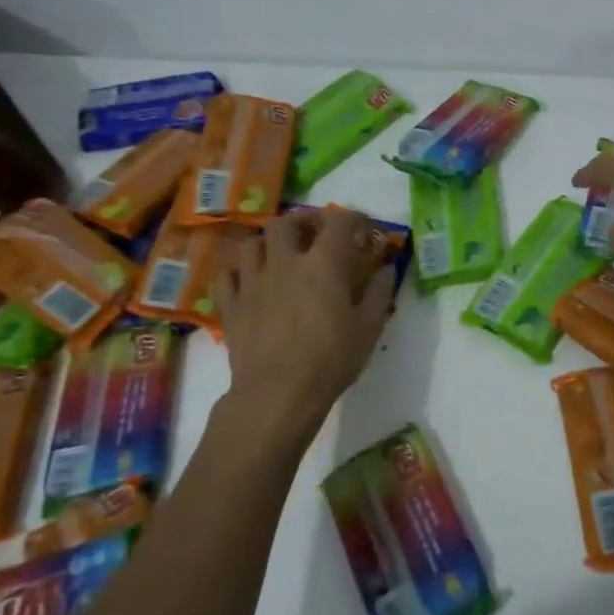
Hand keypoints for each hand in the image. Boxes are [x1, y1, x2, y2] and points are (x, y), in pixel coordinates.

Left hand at [210, 210, 396, 445]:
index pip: (339, 222)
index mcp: (323, 264)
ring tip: (280, 255)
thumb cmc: (331, 359)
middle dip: (303, 221)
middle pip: (286, 222)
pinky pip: (227, 275)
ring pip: (252, 243)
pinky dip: (239, 271)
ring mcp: (252, 282)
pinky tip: (250, 280)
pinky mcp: (231, 306)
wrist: (278, 394)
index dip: (355, 219)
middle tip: (317, 234)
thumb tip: (385, 269)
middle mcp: (285, 262)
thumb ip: (379, 292)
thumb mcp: (370, 327)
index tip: (365, 231)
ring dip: (268, 243)